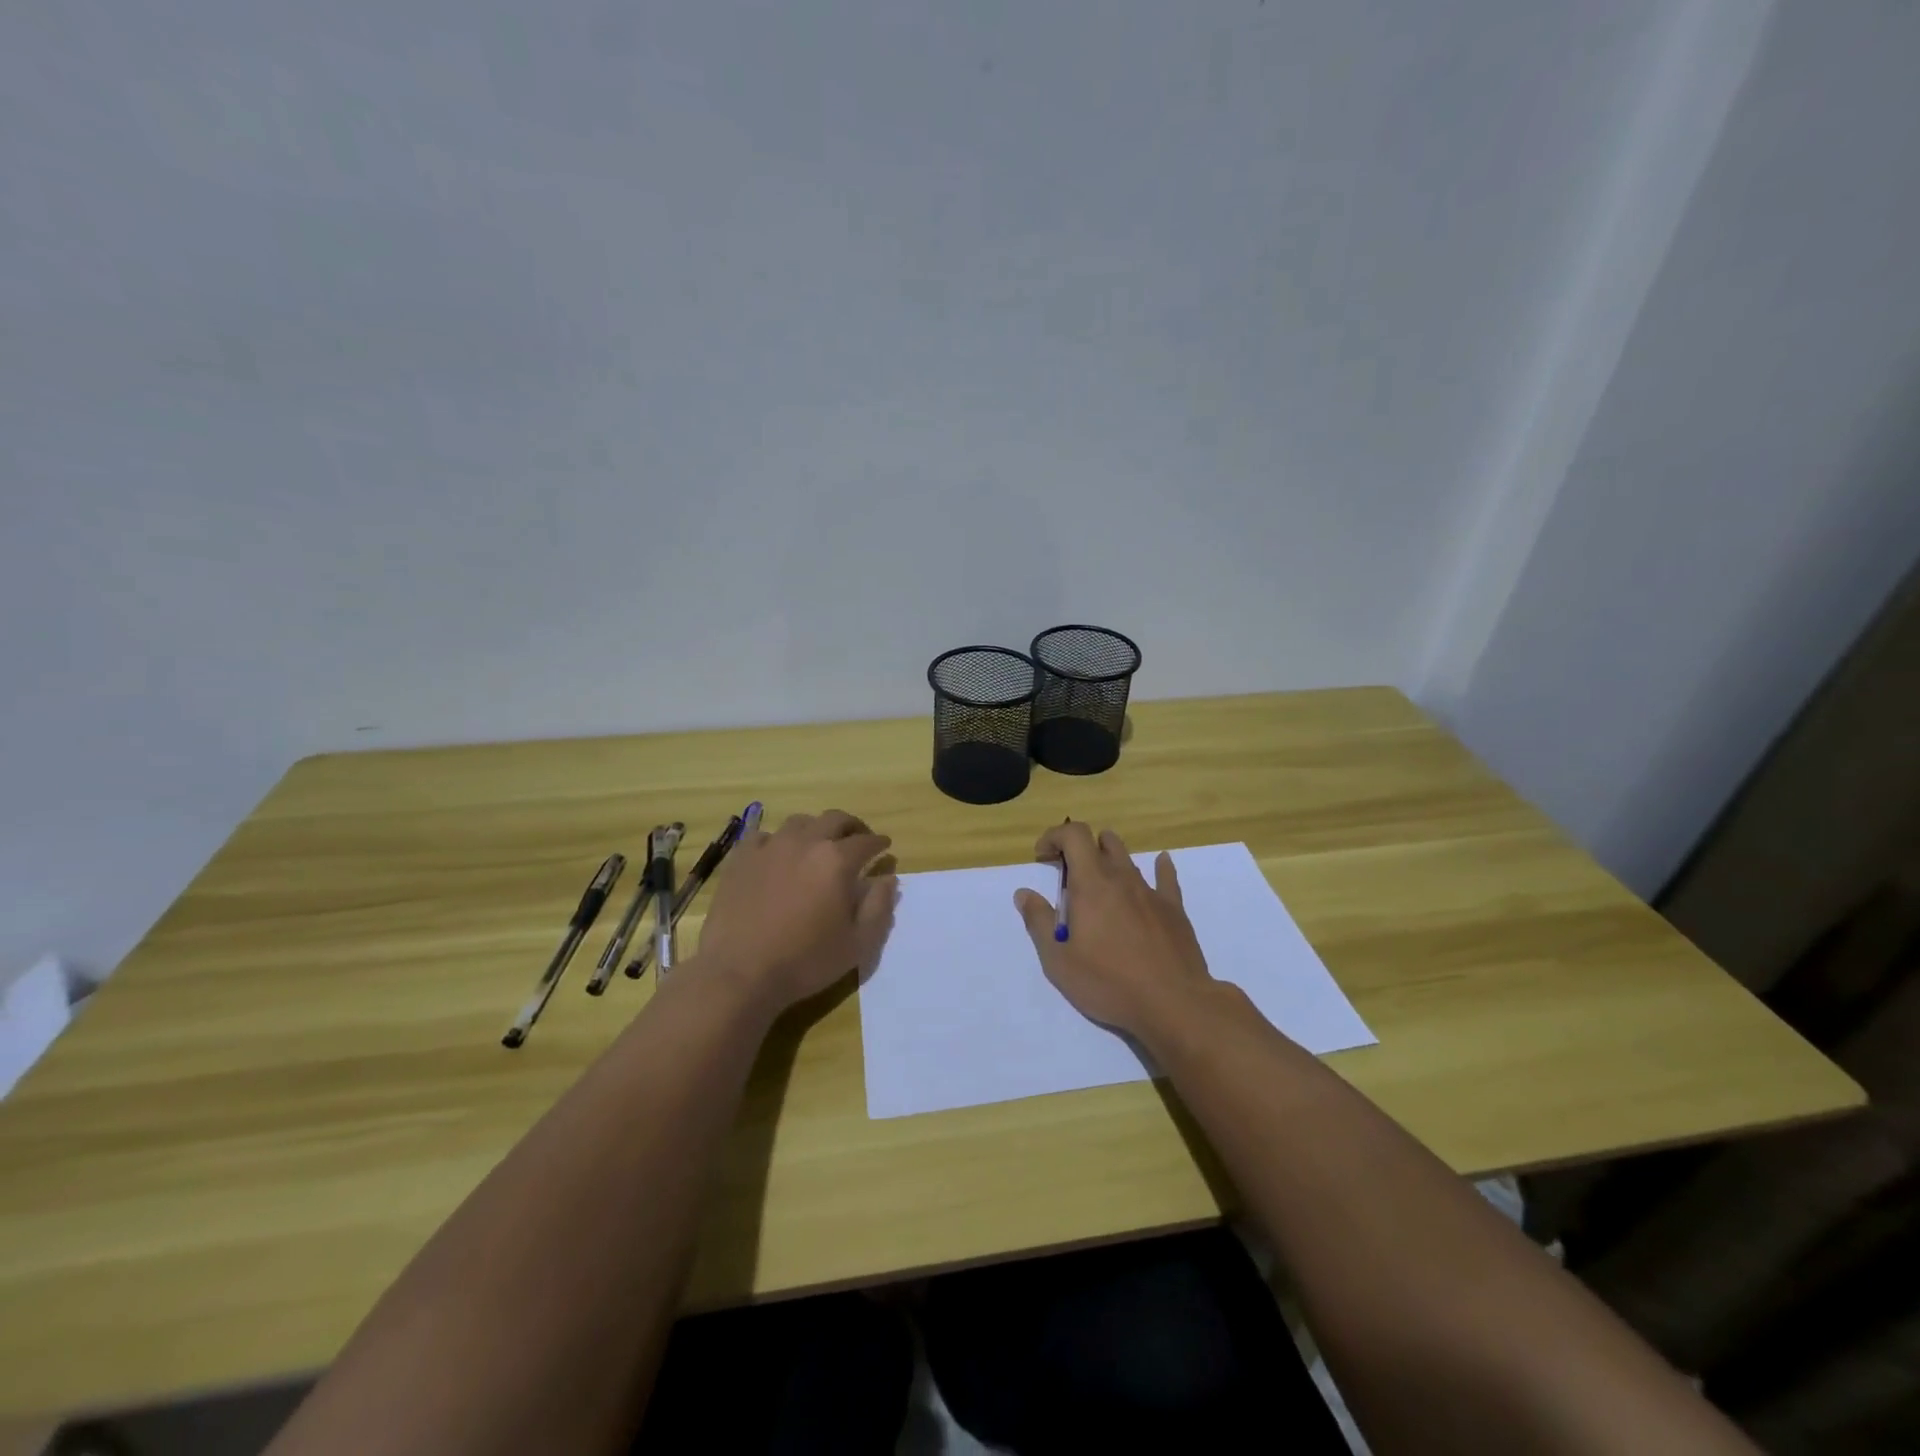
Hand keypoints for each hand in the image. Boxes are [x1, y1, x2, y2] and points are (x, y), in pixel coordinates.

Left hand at [696, 810, 898, 1013]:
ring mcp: (770, 847)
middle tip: (858, 839)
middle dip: (852, 827)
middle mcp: (806, 843)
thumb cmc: (805, 961)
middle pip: (835, 819)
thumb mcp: (858, 944)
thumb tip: (888, 878)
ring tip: (818, 845)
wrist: (740, 973)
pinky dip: (777, 841)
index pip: (866, 841)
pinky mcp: (741, 858)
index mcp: (837, 861)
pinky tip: (777, 855)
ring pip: (800, 822)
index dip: (879, 843)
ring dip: (816, 829)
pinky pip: (764, 836)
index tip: (884, 847)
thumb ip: (879, 907)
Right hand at [1014, 822, 1216, 1039]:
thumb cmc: (1109, 983)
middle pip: (1102, 841)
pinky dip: (1160, 867)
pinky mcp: (1174, 910)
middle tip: (1068, 873)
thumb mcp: (1059, 961)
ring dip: (1110, 859)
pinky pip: (1166, 878)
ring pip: (1129, 858)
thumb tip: (1024, 894)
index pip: (1074, 835)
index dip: (1055, 836)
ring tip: (1100, 882)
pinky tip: (1161, 864)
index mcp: (1091, 884)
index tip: (1042, 856)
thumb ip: (1039, 922)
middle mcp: (1122, 878)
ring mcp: (1151, 892)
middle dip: (1081, 848)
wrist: (1174, 1003)